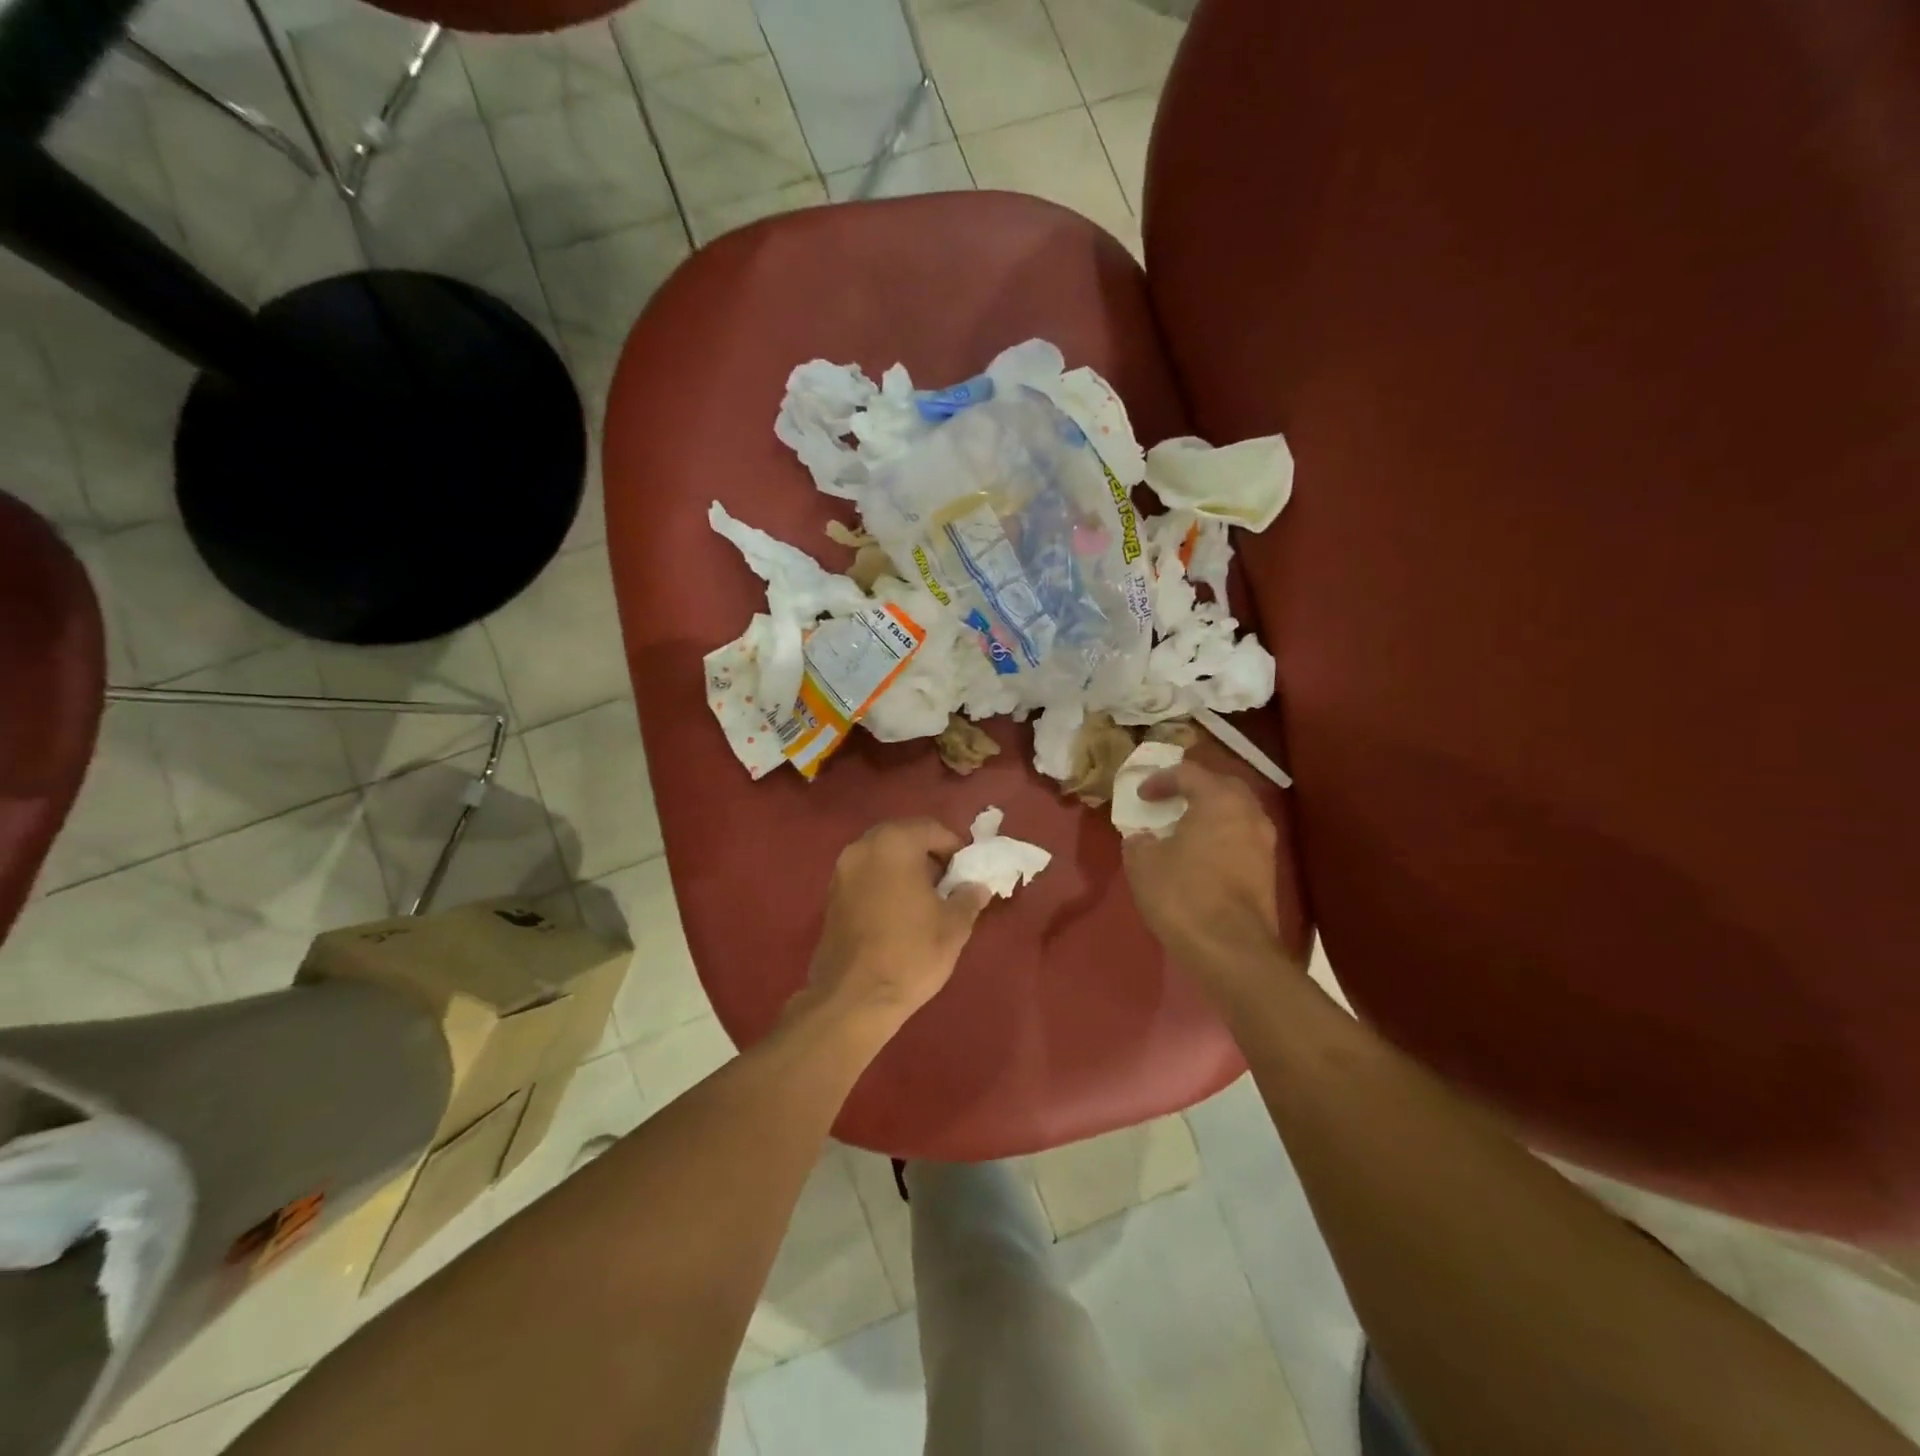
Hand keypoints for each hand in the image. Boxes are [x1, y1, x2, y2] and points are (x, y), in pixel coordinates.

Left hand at [805, 819, 991, 1029]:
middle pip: (904, 837)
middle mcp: (863, 847)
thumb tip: (976, 887)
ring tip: (926, 900)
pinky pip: (866, 876)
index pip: (932, 828)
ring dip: (905, 869)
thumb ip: (968, 897)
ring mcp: (842, 871)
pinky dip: (885, 883)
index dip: (955, 848)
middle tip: (948, 884)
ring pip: (883, 856)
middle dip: (928, 855)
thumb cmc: (911, 953)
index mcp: (894, 843)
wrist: (853, 998)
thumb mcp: (954, 926)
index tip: (967, 873)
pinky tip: (900, 913)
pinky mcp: (831, 896)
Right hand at [1122, 760, 1303, 1001]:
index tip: (1141, 796)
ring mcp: (1264, 844)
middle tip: (1169, 800)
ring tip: (1183, 828)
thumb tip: (1143, 837)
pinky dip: (1220, 837)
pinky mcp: (1267, 872)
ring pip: (1236, 813)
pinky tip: (1200, 855)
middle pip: (1221, 786)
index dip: (1160, 779)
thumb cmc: (1183, 895)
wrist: (1231, 951)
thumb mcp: (1143, 863)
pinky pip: (1241, 838)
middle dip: (1194, 789)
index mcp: (1219, 800)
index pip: (1188, 773)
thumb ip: (1139, 841)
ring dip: (1210, 814)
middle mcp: (1249, 813)